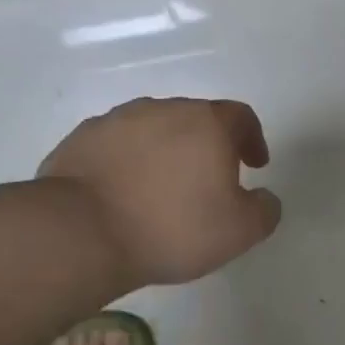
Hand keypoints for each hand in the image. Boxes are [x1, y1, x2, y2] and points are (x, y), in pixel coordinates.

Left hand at [39, 98, 281, 287]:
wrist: (81, 233)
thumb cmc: (174, 227)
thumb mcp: (241, 231)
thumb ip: (265, 210)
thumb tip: (264, 198)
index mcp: (207, 124)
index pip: (241, 116)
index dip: (253, 139)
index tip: (255, 165)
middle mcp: (162, 110)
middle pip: (196, 119)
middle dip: (208, 146)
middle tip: (211, 182)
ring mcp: (115, 121)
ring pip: (154, 130)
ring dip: (167, 152)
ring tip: (165, 191)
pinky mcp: (80, 140)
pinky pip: (117, 146)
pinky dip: (130, 163)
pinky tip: (127, 196)